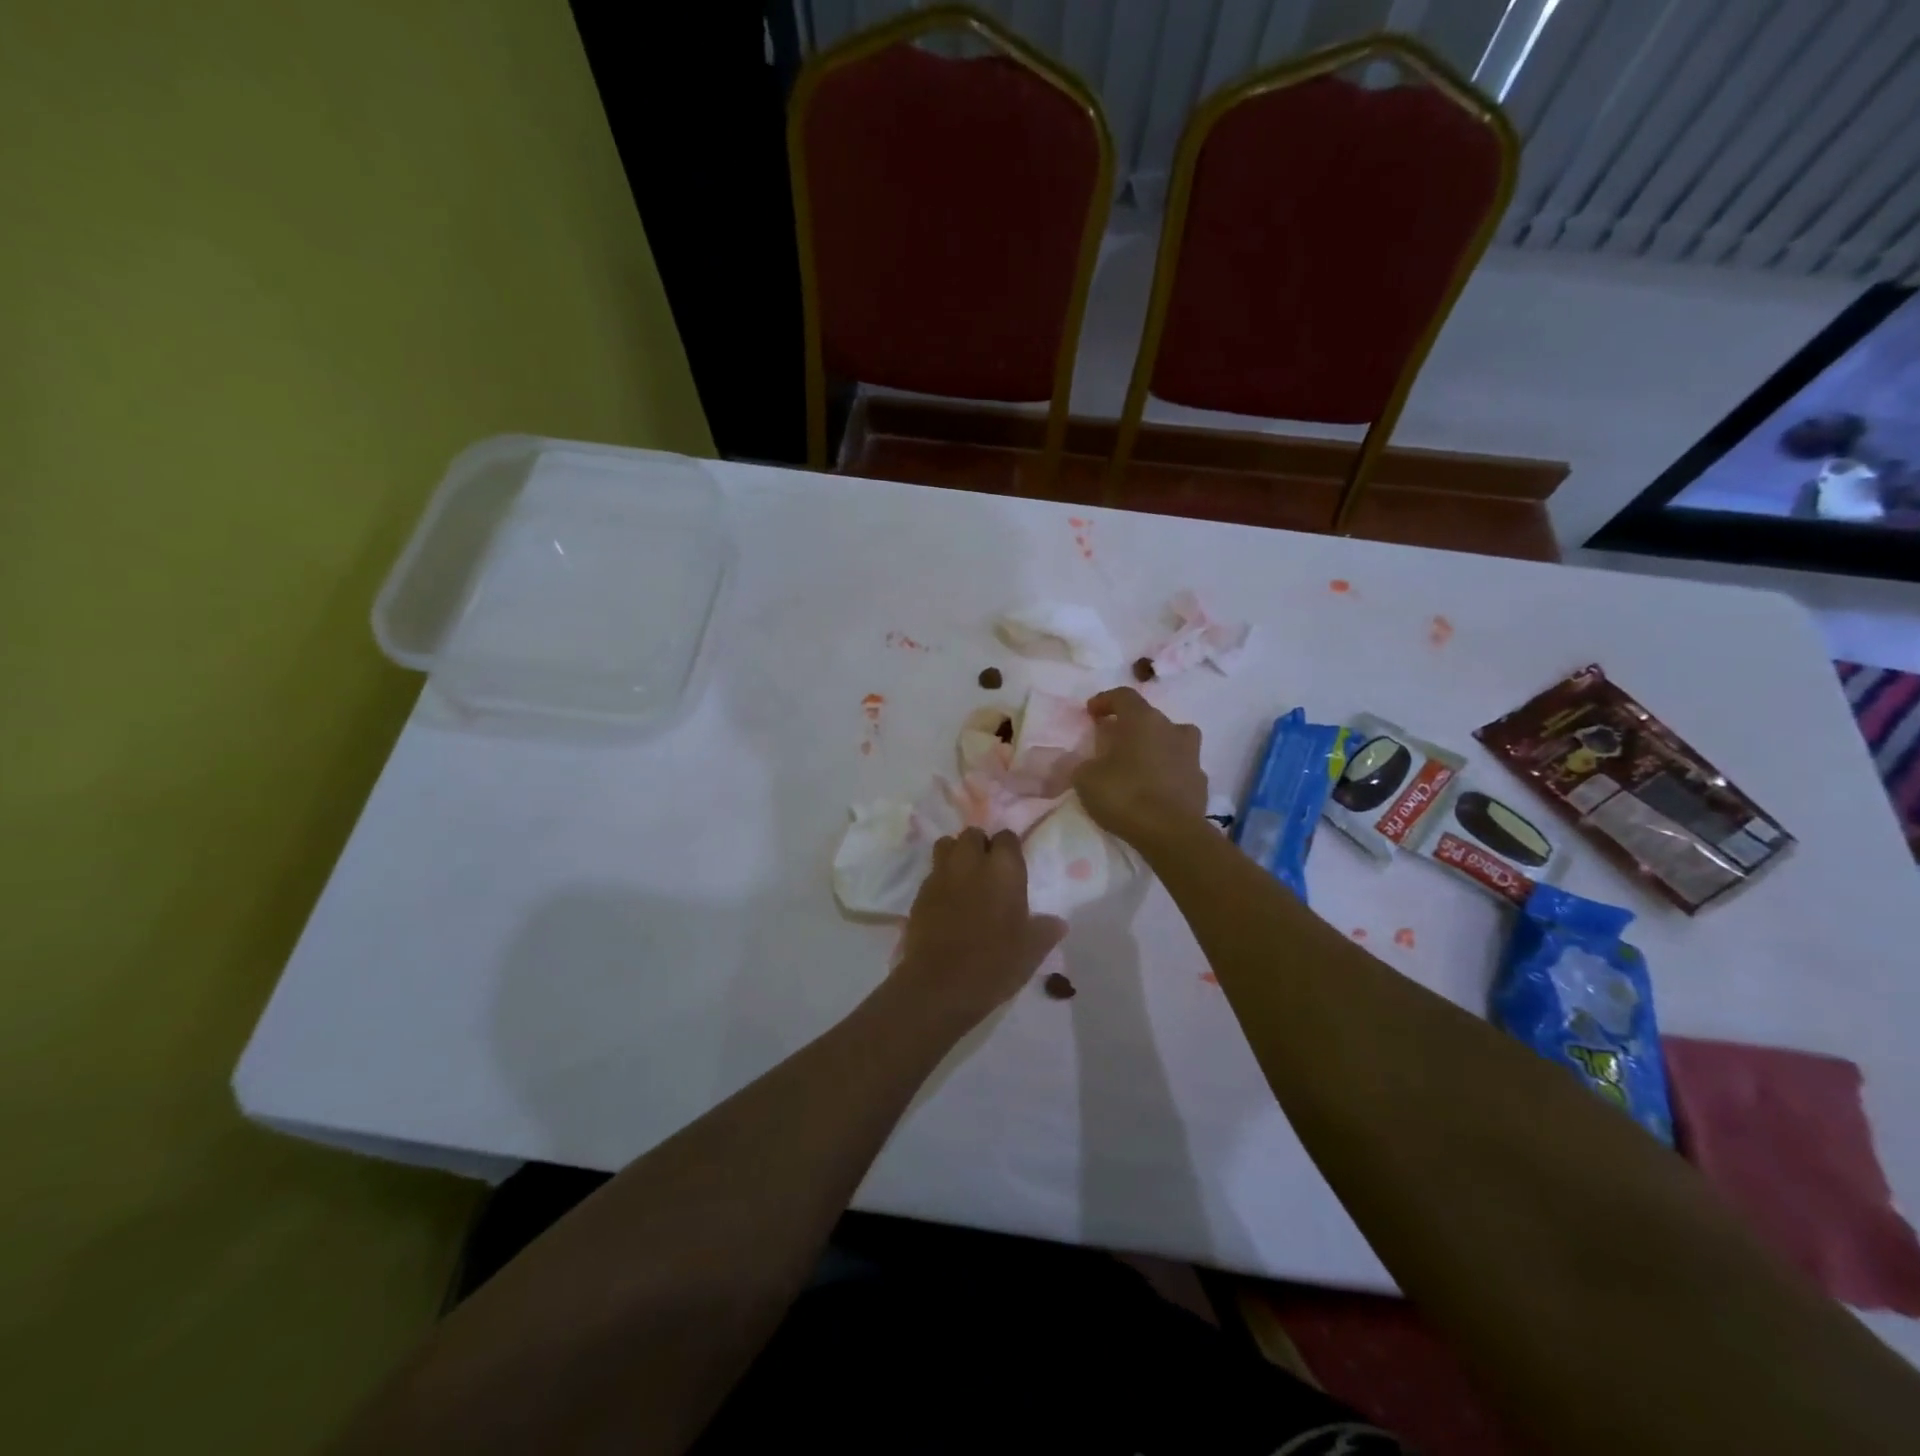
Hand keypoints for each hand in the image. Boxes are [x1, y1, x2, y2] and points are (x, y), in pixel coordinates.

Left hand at [894, 829, 1065, 1026]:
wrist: (941, 984)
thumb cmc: (995, 963)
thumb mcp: (1031, 951)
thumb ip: (1045, 930)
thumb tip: (1058, 922)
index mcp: (1004, 869)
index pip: (1007, 837)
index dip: (1009, 848)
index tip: (1012, 866)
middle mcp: (971, 862)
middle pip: (973, 834)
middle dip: (980, 845)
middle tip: (988, 870)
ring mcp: (941, 874)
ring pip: (947, 845)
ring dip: (956, 854)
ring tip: (964, 877)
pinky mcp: (920, 892)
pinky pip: (933, 872)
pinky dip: (941, 878)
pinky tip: (947, 901)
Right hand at [1073, 688, 1207, 846]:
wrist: (1171, 833)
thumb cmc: (1125, 796)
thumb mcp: (1085, 779)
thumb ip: (1083, 764)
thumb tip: (1088, 763)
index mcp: (1142, 720)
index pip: (1123, 696)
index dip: (1104, 701)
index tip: (1091, 713)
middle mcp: (1171, 728)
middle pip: (1148, 717)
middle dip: (1128, 726)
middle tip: (1111, 743)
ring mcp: (1191, 754)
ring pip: (1170, 740)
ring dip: (1154, 746)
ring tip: (1137, 764)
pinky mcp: (1201, 780)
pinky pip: (1179, 767)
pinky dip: (1167, 772)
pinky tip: (1155, 790)